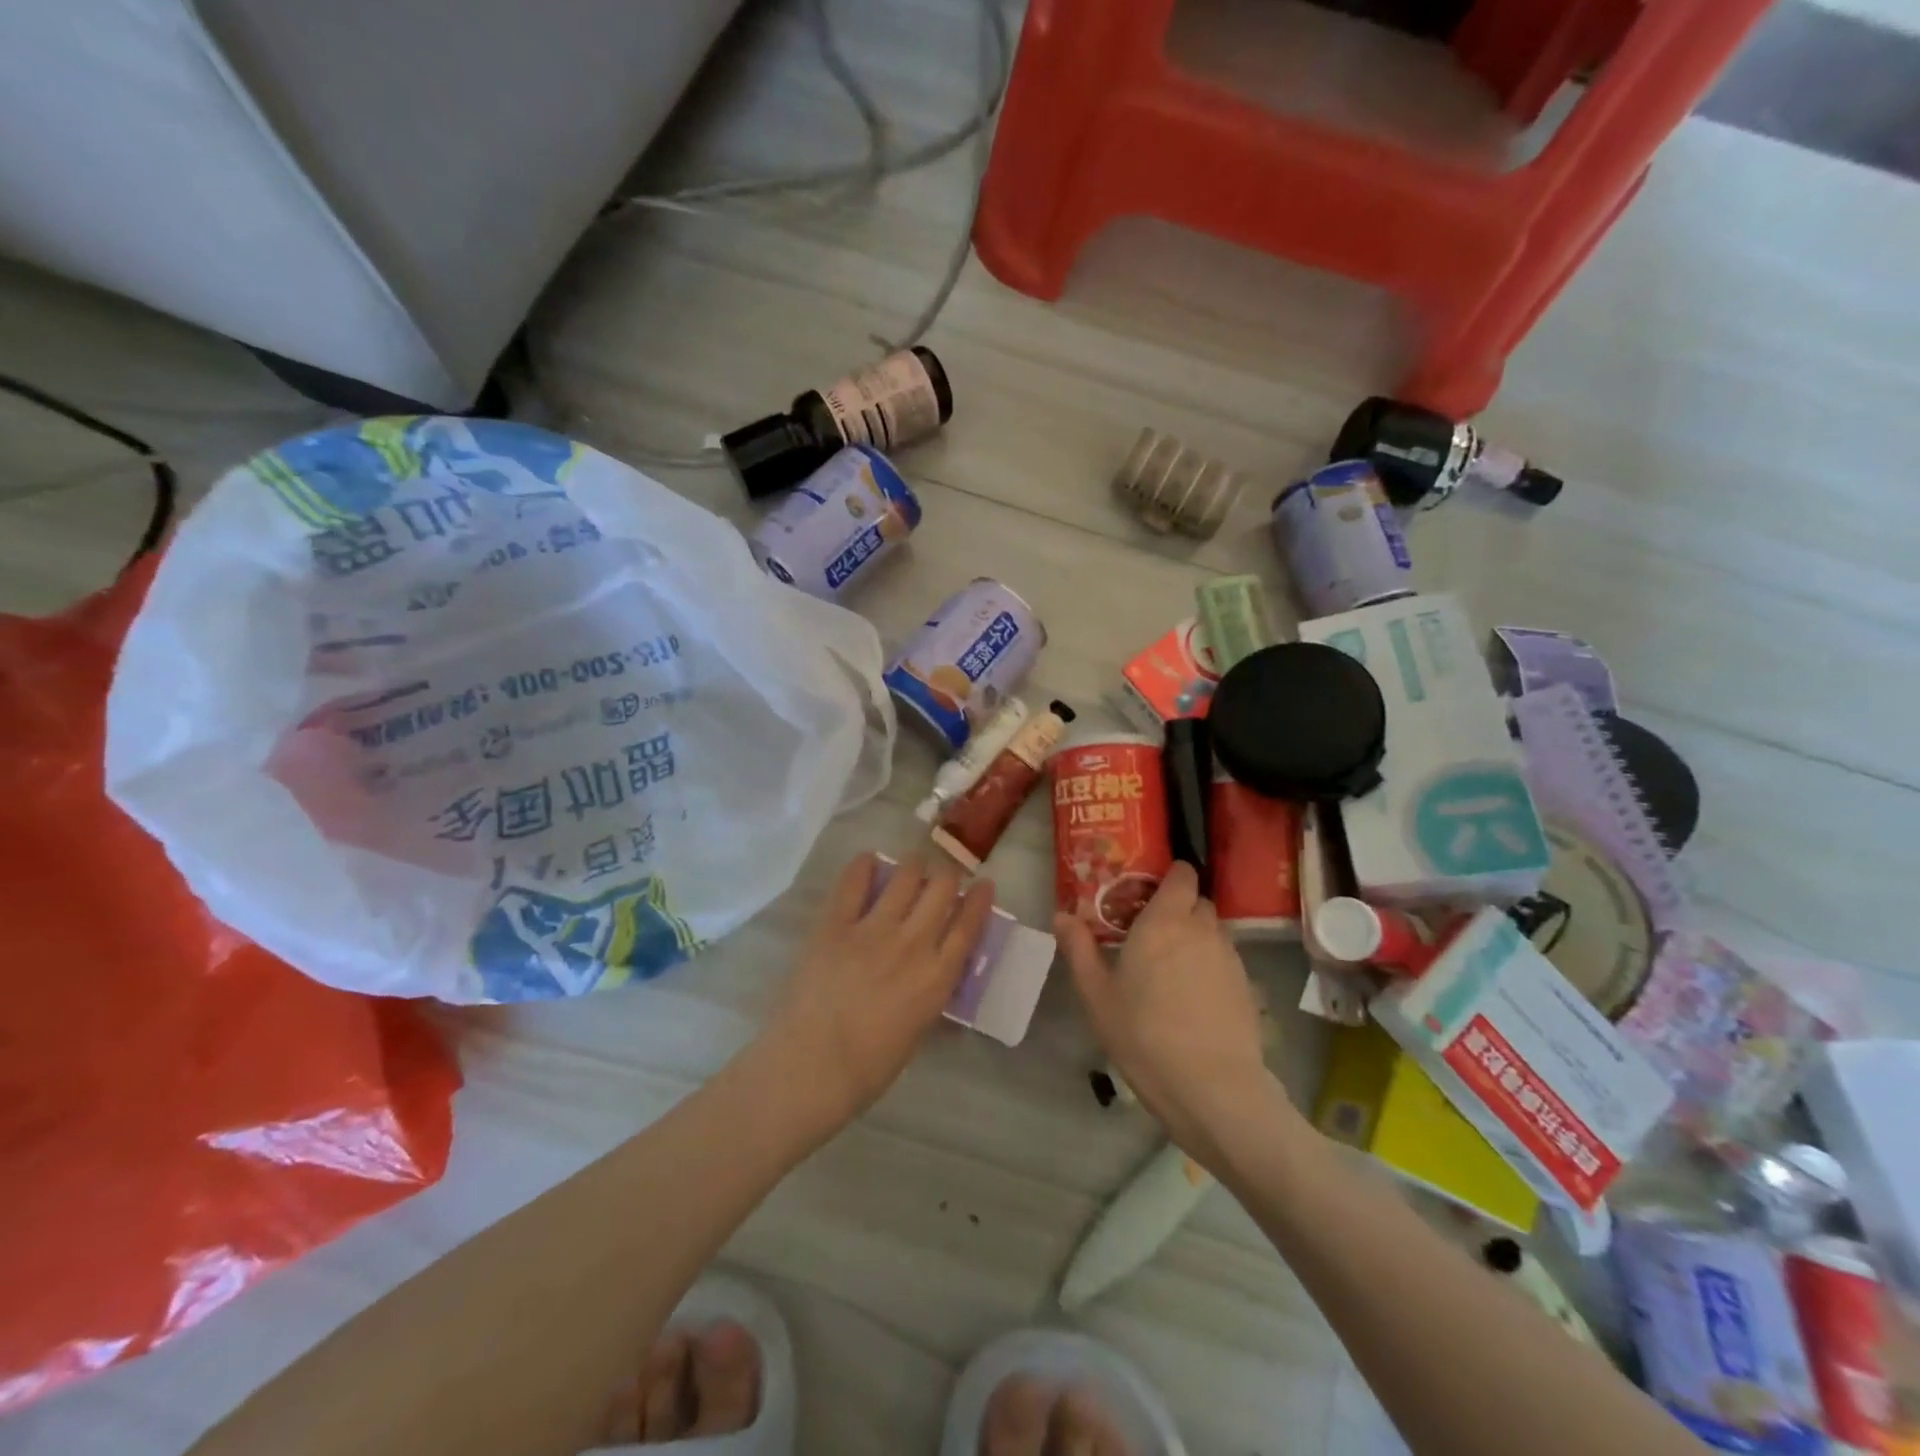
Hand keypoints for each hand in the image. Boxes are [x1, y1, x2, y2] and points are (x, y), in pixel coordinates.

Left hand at [766, 852, 993, 1125]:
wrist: (813, 1067)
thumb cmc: (870, 1066)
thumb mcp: (918, 1030)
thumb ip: (930, 994)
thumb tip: (935, 977)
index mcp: (937, 976)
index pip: (968, 925)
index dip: (979, 899)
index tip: (984, 883)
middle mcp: (913, 943)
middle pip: (941, 889)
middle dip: (947, 875)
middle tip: (942, 876)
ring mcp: (873, 929)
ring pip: (905, 876)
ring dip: (913, 865)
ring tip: (911, 865)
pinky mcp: (836, 924)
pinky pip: (853, 882)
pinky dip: (863, 866)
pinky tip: (868, 861)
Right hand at [1057, 863, 1289, 1171]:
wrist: (1213, 1088)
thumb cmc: (1144, 1035)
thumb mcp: (1097, 995)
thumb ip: (1079, 949)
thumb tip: (1062, 915)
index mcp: (1164, 920)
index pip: (1182, 874)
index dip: (1170, 875)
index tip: (1147, 891)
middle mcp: (1201, 929)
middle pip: (1197, 900)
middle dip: (1178, 907)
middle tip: (1151, 930)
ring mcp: (1229, 957)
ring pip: (1213, 930)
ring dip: (1195, 936)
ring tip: (1170, 967)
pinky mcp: (1246, 987)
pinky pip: (1225, 959)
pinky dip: (1209, 964)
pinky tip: (1192, 996)